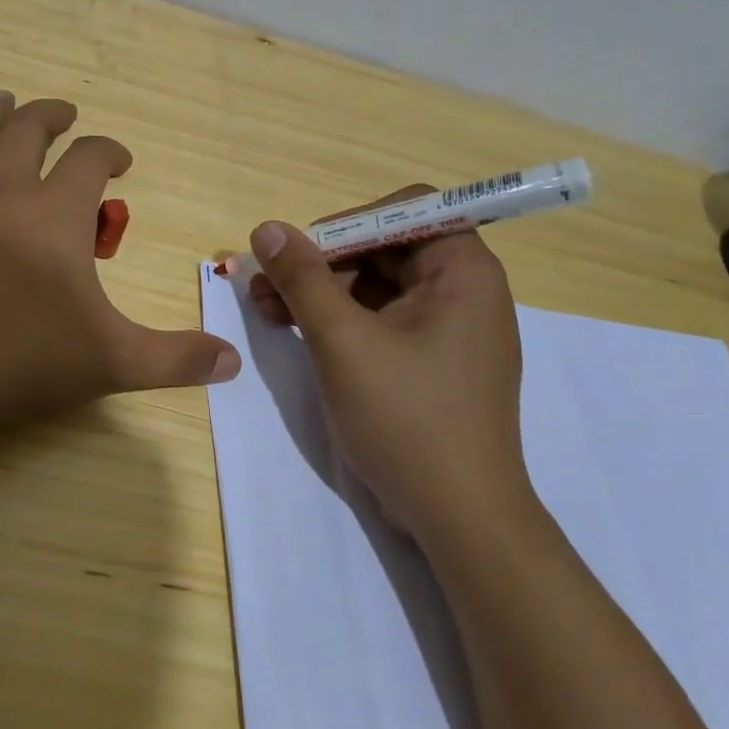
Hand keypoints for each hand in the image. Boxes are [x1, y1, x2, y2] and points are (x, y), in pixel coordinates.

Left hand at [0, 92, 239, 439]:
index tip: (119, 159)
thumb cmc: (19, 361)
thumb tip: (233, 362)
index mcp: (55, 214)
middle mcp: (1, 191)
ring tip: (2, 99)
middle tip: (61, 113)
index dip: (108, 150)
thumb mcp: (111, 361)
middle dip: (48, 116)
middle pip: (26, 131)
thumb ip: (175, 359)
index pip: (90, 159)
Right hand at [247, 187, 531, 540]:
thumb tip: (266, 229)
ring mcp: (447, 330)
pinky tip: (295, 331)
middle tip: (265, 283)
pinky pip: (381, 321)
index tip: (301, 253)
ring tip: (266, 309)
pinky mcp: (431, 362)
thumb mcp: (343, 342)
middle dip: (321, 262)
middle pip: (385, 249)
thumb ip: (303, 279)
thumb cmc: (407, 419)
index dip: (348, 223)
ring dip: (321, 292)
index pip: (406, 211)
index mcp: (463, 272)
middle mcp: (463, 292)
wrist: (459, 518)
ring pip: (377, 286)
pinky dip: (339, 321)